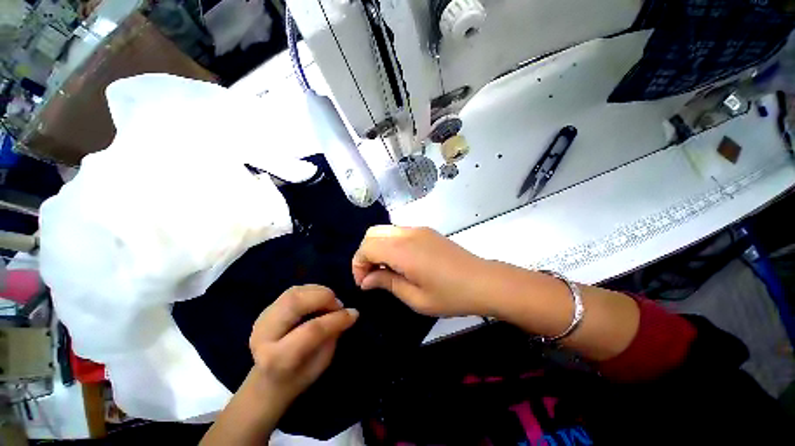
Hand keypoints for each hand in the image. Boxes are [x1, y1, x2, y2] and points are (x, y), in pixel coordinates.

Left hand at [248, 285, 358, 405]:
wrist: (265, 382)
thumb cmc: (297, 377)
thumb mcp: (320, 364)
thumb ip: (332, 336)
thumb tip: (348, 313)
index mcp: (277, 358)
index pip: (311, 330)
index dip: (336, 319)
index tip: (354, 314)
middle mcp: (264, 334)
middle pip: (295, 303)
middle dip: (324, 297)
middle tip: (339, 305)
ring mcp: (262, 318)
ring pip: (294, 292)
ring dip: (319, 292)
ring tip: (330, 302)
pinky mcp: (267, 309)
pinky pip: (293, 291)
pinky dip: (312, 290)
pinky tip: (320, 299)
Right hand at [352, 226, 490, 316]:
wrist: (484, 281)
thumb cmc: (451, 295)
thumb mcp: (416, 298)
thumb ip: (387, 283)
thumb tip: (366, 279)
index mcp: (404, 250)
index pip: (367, 247)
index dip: (358, 264)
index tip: (364, 284)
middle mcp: (409, 233)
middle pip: (372, 233)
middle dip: (365, 254)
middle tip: (371, 276)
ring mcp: (419, 229)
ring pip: (385, 231)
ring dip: (377, 248)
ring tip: (385, 270)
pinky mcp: (427, 231)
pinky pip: (399, 233)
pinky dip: (390, 244)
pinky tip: (400, 262)